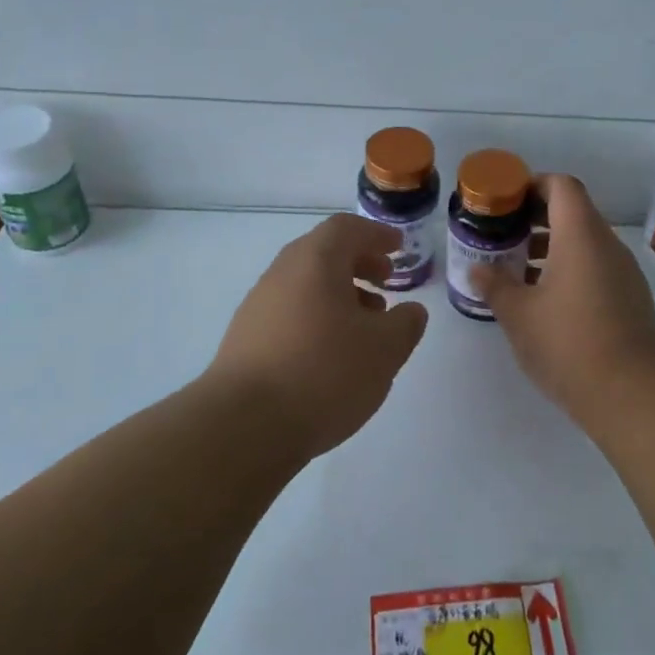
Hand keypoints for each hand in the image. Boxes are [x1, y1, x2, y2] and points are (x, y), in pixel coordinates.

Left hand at [205, 214, 429, 459]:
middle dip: (358, 262)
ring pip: (306, 285)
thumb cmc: (324, 372)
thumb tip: (410, 312)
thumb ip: (405, 324)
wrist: (244, 426)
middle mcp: (281, 274)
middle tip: (385, 280)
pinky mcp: (246, 340)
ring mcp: (258, 307)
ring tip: (366, 324)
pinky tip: (333, 353)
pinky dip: (318, 318)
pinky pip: (291, 313)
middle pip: (323, 253)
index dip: (376, 234)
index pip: (346, 228)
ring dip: (340, 294)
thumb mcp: (384, 349)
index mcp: (315, 261)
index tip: (398, 248)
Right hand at [477, 174, 654, 419]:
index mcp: (580, 235)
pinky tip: (545, 300)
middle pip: (573, 212)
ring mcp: (623, 272)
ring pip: (584, 242)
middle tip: (503, 237)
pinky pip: (596, 267)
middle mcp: (607, 245)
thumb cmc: (568, 342)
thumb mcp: (518, 314)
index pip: (562, 186)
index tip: (505, 203)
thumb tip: (476, 268)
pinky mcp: (630, 297)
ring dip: (551, 247)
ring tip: (517, 270)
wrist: (631, 392)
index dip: (532, 185)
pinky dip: (569, 269)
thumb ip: (495, 285)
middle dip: (535, 219)